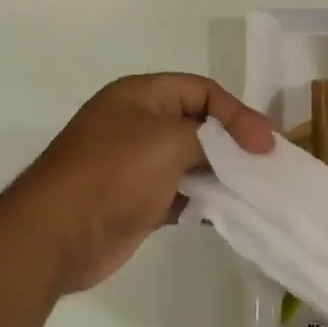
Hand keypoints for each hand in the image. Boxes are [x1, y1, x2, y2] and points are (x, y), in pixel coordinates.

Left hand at [15, 74, 273, 292]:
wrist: (58, 235)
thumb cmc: (113, 175)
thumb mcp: (168, 141)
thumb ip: (213, 139)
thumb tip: (243, 151)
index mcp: (140, 96)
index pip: (202, 90)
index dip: (238, 113)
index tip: (265, 145)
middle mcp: (139, 126)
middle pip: (200, 126)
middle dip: (235, 145)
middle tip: (268, 166)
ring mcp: (139, 166)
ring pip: (194, 163)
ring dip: (225, 176)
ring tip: (258, 191)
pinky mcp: (141, 203)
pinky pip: (184, 195)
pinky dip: (207, 202)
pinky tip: (230, 213)